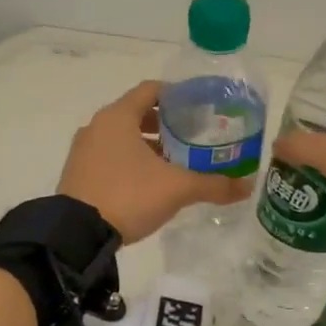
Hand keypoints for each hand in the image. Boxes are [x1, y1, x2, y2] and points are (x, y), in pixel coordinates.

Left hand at [57, 80, 252, 243]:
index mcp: (118, 116)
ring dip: (148, 145)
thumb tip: (247, 186)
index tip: (200, 105)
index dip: (177, 94)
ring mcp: (84, 151)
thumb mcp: (176, 188)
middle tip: (194, 135)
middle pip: (137, 114)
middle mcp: (97, 126)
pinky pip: (110, 157)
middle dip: (165, 123)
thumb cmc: (128, 195)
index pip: (151, 90)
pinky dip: (131, 161)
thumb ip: (213, 184)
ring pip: (122, 138)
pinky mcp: (78, 174)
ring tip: (177, 160)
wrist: (77, 234)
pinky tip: (151, 181)